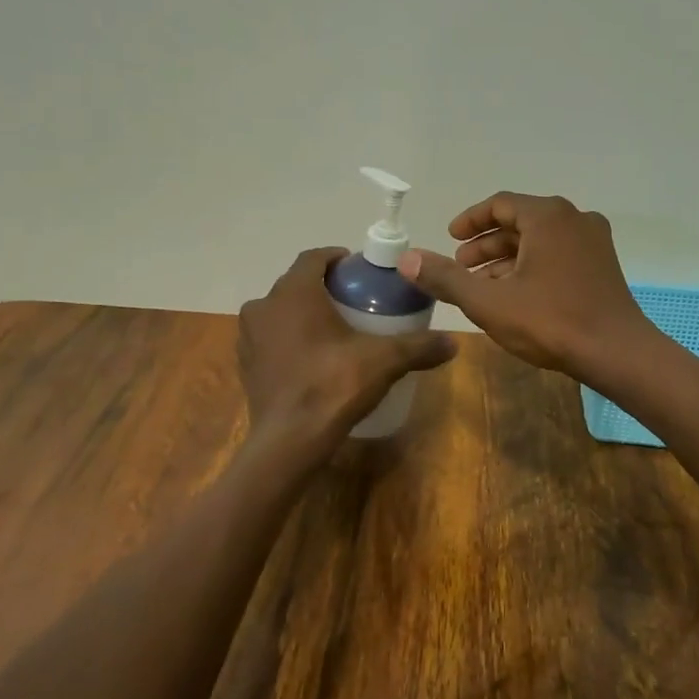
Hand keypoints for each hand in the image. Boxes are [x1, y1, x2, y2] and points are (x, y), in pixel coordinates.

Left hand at [237, 247, 455, 458]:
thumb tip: (453, 343)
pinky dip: (288, 342)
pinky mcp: (246, 367)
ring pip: (279, 313)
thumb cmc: (333, 385)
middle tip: (352, 301)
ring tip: (333, 332)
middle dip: (323, 288)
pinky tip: (312, 360)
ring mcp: (249, 338)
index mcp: (293, 293)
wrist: (289, 441)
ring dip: (302, 315)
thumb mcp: (384, 361)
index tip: (358, 270)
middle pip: (295, 285)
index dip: (336, 258)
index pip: (313, 258)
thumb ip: (418, 347)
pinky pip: (270, 341)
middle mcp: (263, 307)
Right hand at [398, 193, 655, 379]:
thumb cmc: (551, 321)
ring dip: (507, 258)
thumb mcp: (488, 301)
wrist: (617, 353)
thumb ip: (445, 278)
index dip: (470, 220)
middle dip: (486, 243)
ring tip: (482, 284)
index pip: (500, 203)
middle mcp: (574, 219)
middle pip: (520, 222)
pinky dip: (531, 266)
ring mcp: (593, 242)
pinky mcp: (602, 266)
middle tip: (460, 265)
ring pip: (539, 240)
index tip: (450, 237)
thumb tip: (406, 259)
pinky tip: (515, 295)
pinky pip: (558, 254)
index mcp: (548, 216)